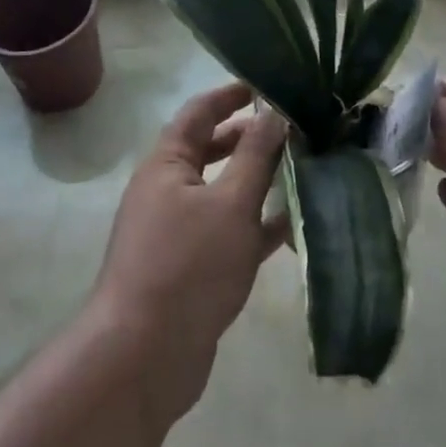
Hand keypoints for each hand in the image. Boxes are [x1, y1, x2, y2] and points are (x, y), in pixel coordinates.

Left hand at [89, 83, 285, 429]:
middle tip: (292, 131)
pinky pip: (229, 233)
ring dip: (258, 181)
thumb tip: (273, 112)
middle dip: (249, 139)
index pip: (198, 114)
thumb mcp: (230, 203)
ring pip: (223, 193)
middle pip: (211, 151)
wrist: (143, 359)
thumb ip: (255, 155)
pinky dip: (257, 225)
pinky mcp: (192, 269)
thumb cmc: (187, 266)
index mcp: (167, 165)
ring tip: (302, 171)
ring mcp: (178, 232)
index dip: (229, 96)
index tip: (263, 87)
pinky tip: (293, 224)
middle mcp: (168, 191)